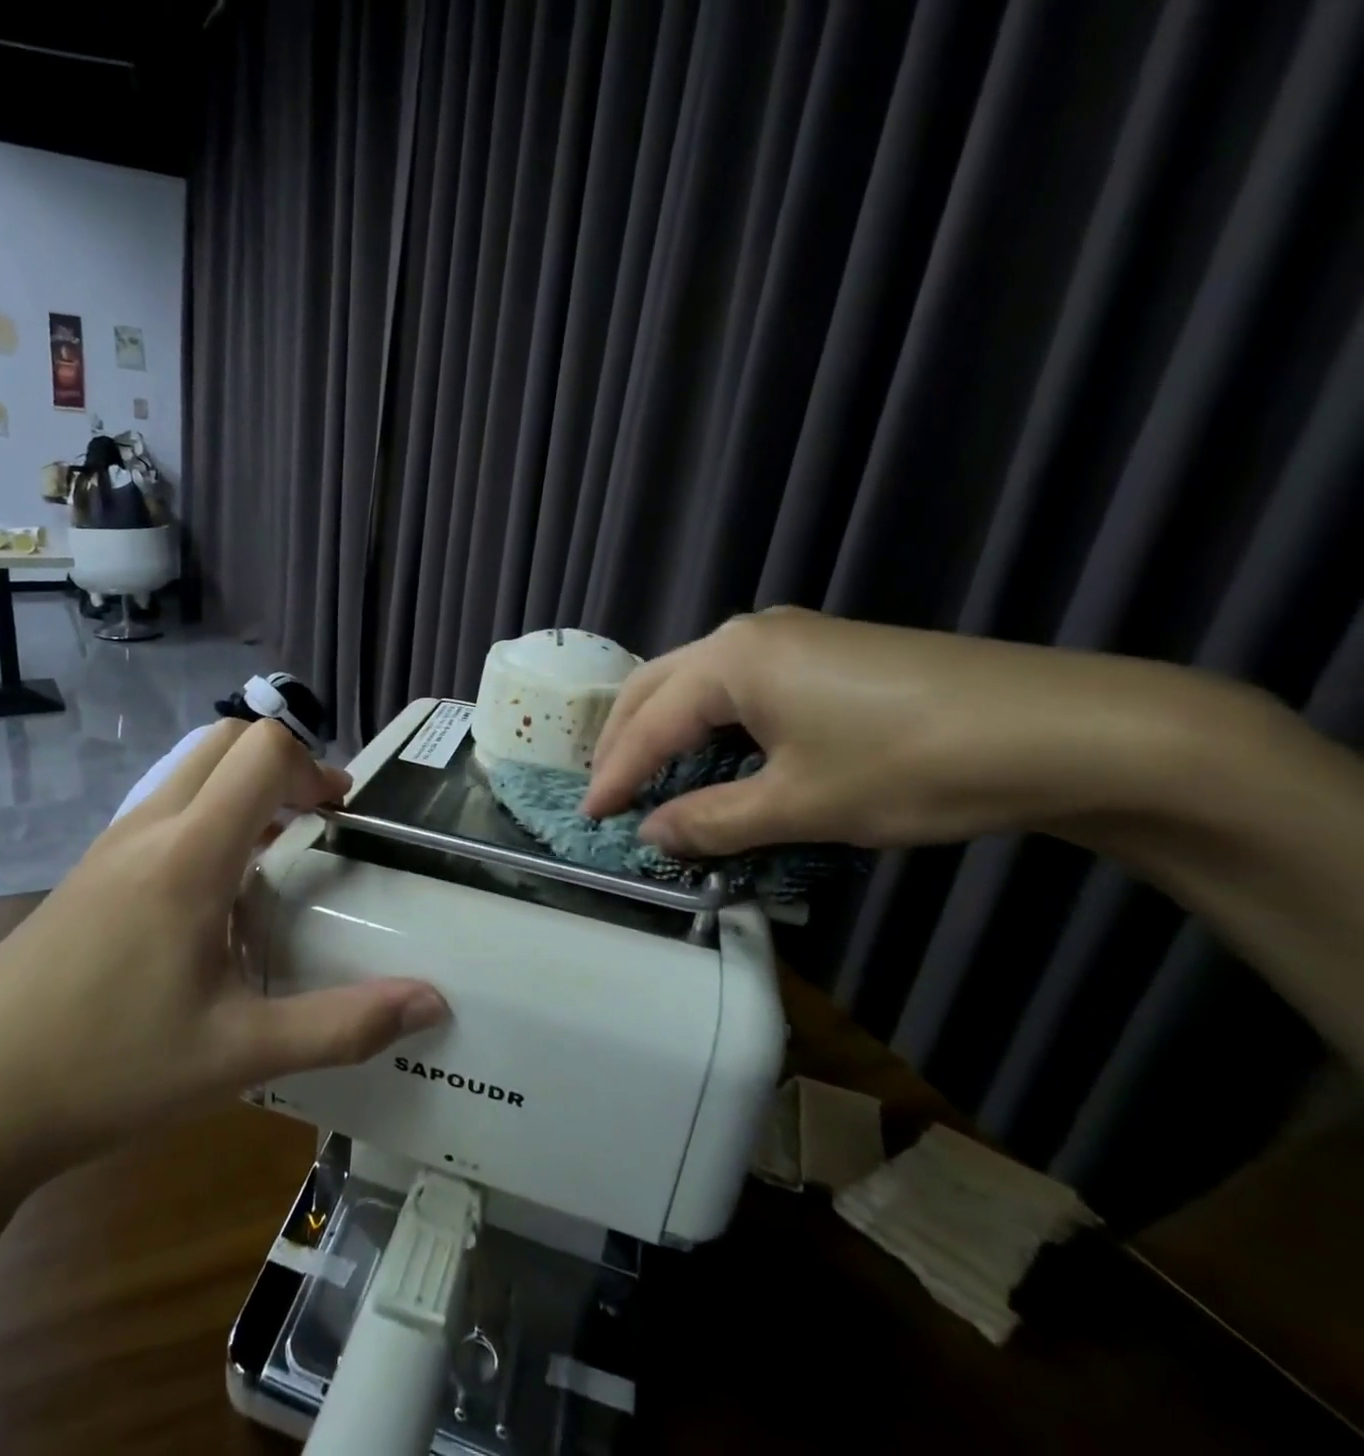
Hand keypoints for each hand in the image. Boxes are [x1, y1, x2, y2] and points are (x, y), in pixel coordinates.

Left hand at [0, 718, 447, 1191]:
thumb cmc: (110, 1070)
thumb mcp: (242, 1054)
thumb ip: (344, 1025)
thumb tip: (432, 1002)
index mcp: (190, 854)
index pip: (263, 751)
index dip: (314, 765)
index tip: (342, 813)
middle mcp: (149, 828)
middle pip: (226, 741)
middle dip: (283, 763)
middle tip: (318, 821)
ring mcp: (110, 845)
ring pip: (189, 770)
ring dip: (243, 787)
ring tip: (277, 852)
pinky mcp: (88, 870)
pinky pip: (162, 807)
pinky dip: (207, 813)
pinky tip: (216, 892)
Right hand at [582, 607, 1236, 857]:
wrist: (1070, 729)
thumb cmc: (912, 765)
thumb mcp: (800, 805)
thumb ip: (711, 820)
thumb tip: (651, 835)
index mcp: (731, 659)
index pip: (649, 723)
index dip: (615, 776)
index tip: (590, 818)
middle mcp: (749, 633)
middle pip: (658, 686)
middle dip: (625, 739)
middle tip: (609, 791)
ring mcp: (792, 637)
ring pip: (698, 682)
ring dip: (665, 728)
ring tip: (648, 775)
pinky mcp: (827, 652)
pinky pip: (740, 685)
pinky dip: (709, 723)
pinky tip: (714, 753)